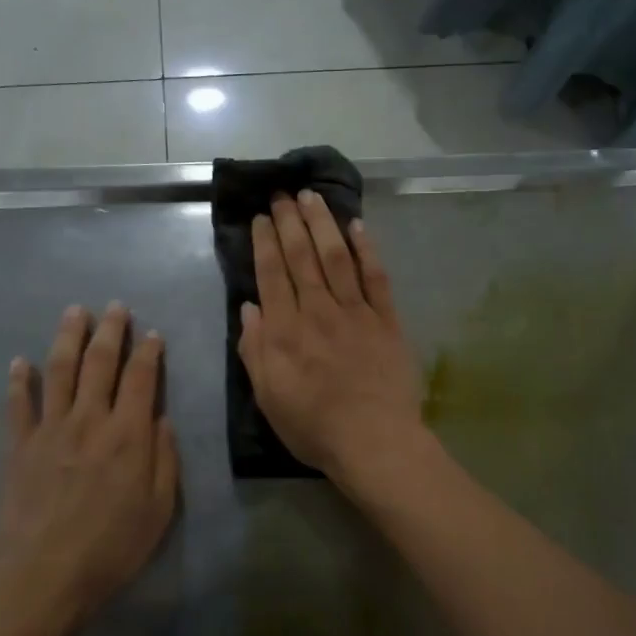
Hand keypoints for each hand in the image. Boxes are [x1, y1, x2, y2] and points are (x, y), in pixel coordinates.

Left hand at [0, 303, 178, 626]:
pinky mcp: (18, 447)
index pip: (141, 379)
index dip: (148, 352)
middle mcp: (89, 420)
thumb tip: (160, 418)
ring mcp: (49, 430)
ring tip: (74, 312)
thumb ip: (164, 459)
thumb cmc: (111, 548)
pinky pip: (17, 405)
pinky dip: (18, 381)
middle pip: (99, 363)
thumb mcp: (159, 510)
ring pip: (59, 371)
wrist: (43, 576)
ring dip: (67, 338)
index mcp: (128, 435)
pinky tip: (18, 362)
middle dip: (110, 330)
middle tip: (114, 306)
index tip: (152, 334)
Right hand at [239, 191, 425, 487]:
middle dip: (290, 222)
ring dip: (323, 224)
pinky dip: (366, 250)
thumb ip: (254, 349)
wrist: (374, 441)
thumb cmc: (314, 426)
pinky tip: (358, 226)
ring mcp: (355, 312)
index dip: (265, 243)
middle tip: (282, 194)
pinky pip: (376, 277)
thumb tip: (249, 307)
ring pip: (336, 257)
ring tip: (312, 197)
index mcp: (284, 331)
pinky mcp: (387, 320)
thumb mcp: (268, 396)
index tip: (260, 218)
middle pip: (301, 257)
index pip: (271, 275)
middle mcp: (317, 311)